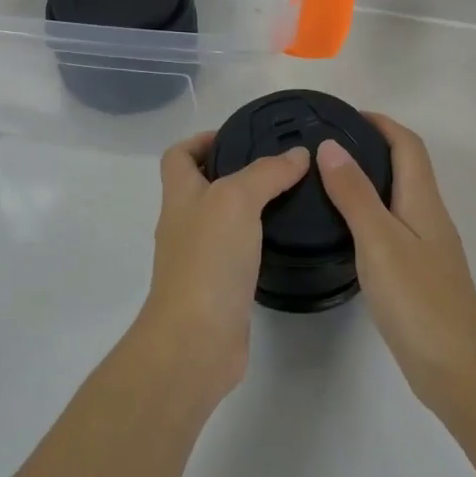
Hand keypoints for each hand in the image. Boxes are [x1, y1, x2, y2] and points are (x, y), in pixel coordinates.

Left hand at [141, 131, 311, 396]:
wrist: (196, 341)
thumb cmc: (208, 260)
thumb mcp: (237, 200)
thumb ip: (266, 173)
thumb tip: (297, 155)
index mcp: (179, 196)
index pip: (178, 155)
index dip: (201, 140)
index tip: (239, 136)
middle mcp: (184, 224)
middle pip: (201, 186)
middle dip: (235, 170)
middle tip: (280, 166)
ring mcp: (199, 259)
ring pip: (223, 220)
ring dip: (250, 207)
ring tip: (291, 197)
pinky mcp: (218, 288)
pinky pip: (237, 253)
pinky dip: (257, 242)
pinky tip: (285, 240)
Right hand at [318, 114, 475, 410]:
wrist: (456, 367)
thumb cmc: (417, 298)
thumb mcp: (379, 240)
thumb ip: (354, 194)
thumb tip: (331, 147)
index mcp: (424, 201)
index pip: (407, 145)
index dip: (381, 123)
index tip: (344, 115)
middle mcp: (429, 216)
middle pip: (406, 167)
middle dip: (372, 146)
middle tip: (326, 146)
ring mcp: (427, 246)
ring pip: (398, 197)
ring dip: (369, 179)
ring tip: (327, 180)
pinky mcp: (419, 272)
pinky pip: (393, 225)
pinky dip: (369, 211)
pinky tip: (345, 229)